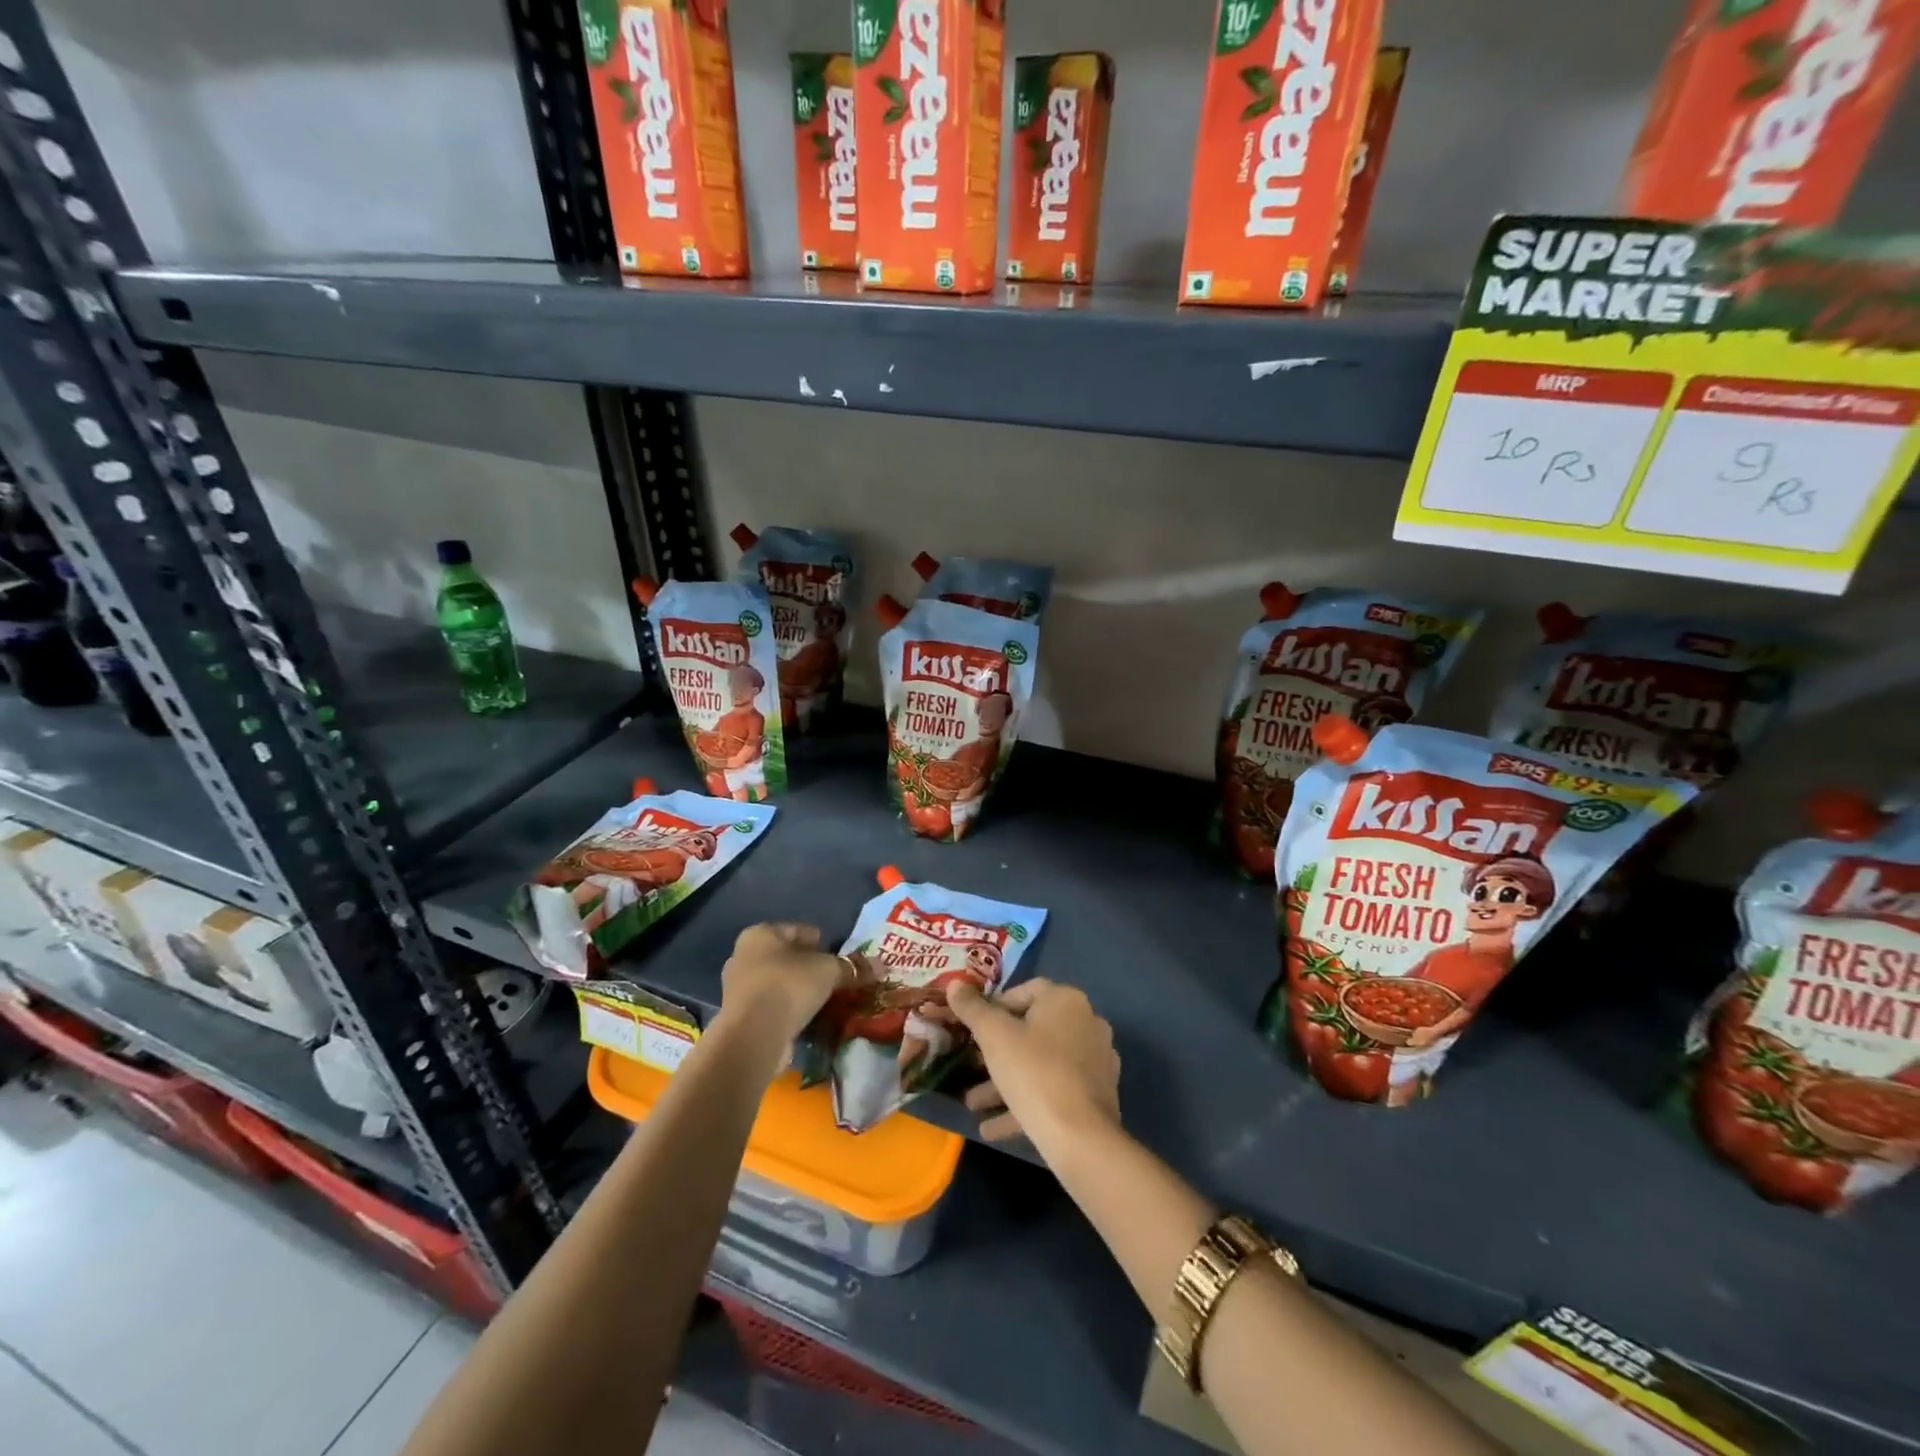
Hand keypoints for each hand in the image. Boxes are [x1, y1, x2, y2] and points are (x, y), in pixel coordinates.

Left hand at [717, 924, 856, 1063]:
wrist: (753, 1036)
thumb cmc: (789, 985)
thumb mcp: (829, 971)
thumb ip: (852, 967)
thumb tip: (882, 965)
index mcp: (760, 934)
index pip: (796, 930)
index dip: (818, 939)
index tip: (836, 951)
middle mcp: (744, 956)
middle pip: (784, 956)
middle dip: (807, 966)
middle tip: (832, 976)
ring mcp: (738, 989)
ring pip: (777, 982)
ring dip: (797, 990)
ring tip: (823, 998)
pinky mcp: (740, 1018)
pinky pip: (772, 1006)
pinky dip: (788, 1009)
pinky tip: (807, 1017)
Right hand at [946, 979, 1120, 1150]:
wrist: (1080, 1137)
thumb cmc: (1034, 1072)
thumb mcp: (994, 1036)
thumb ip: (972, 1009)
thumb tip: (954, 985)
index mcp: (1066, 1001)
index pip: (1025, 991)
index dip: (995, 1006)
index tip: (974, 1027)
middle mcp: (1086, 1023)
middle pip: (1032, 1030)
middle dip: (997, 1052)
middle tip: (971, 1065)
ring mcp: (1095, 1061)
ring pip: (1040, 1065)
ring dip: (1006, 1082)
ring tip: (973, 1104)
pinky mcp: (1096, 1096)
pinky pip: (1054, 1091)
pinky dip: (1025, 1102)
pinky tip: (992, 1127)